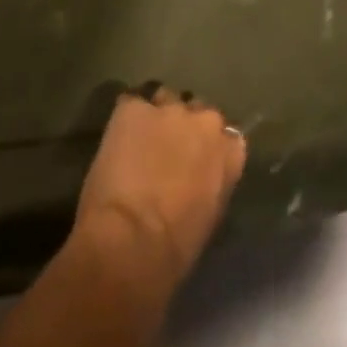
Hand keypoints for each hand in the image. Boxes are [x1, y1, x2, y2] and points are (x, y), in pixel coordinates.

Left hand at [73, 86, 246, 289]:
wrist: (132, 239)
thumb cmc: (175, 247)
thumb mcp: (209, 215)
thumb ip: (212, 182)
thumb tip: (199, 176)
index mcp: (229, 151)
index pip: (227, 135)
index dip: (208, 147)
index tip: (196, 161)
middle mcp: (204, 120)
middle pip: (197, 111)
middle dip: (184, 126)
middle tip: (167, 150)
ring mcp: (168, 109)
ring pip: (164, 100)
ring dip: (156, 117)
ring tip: (139, 141)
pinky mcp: (133, 107)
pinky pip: (131, 104)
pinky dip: (126, 119)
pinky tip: (117, 140)